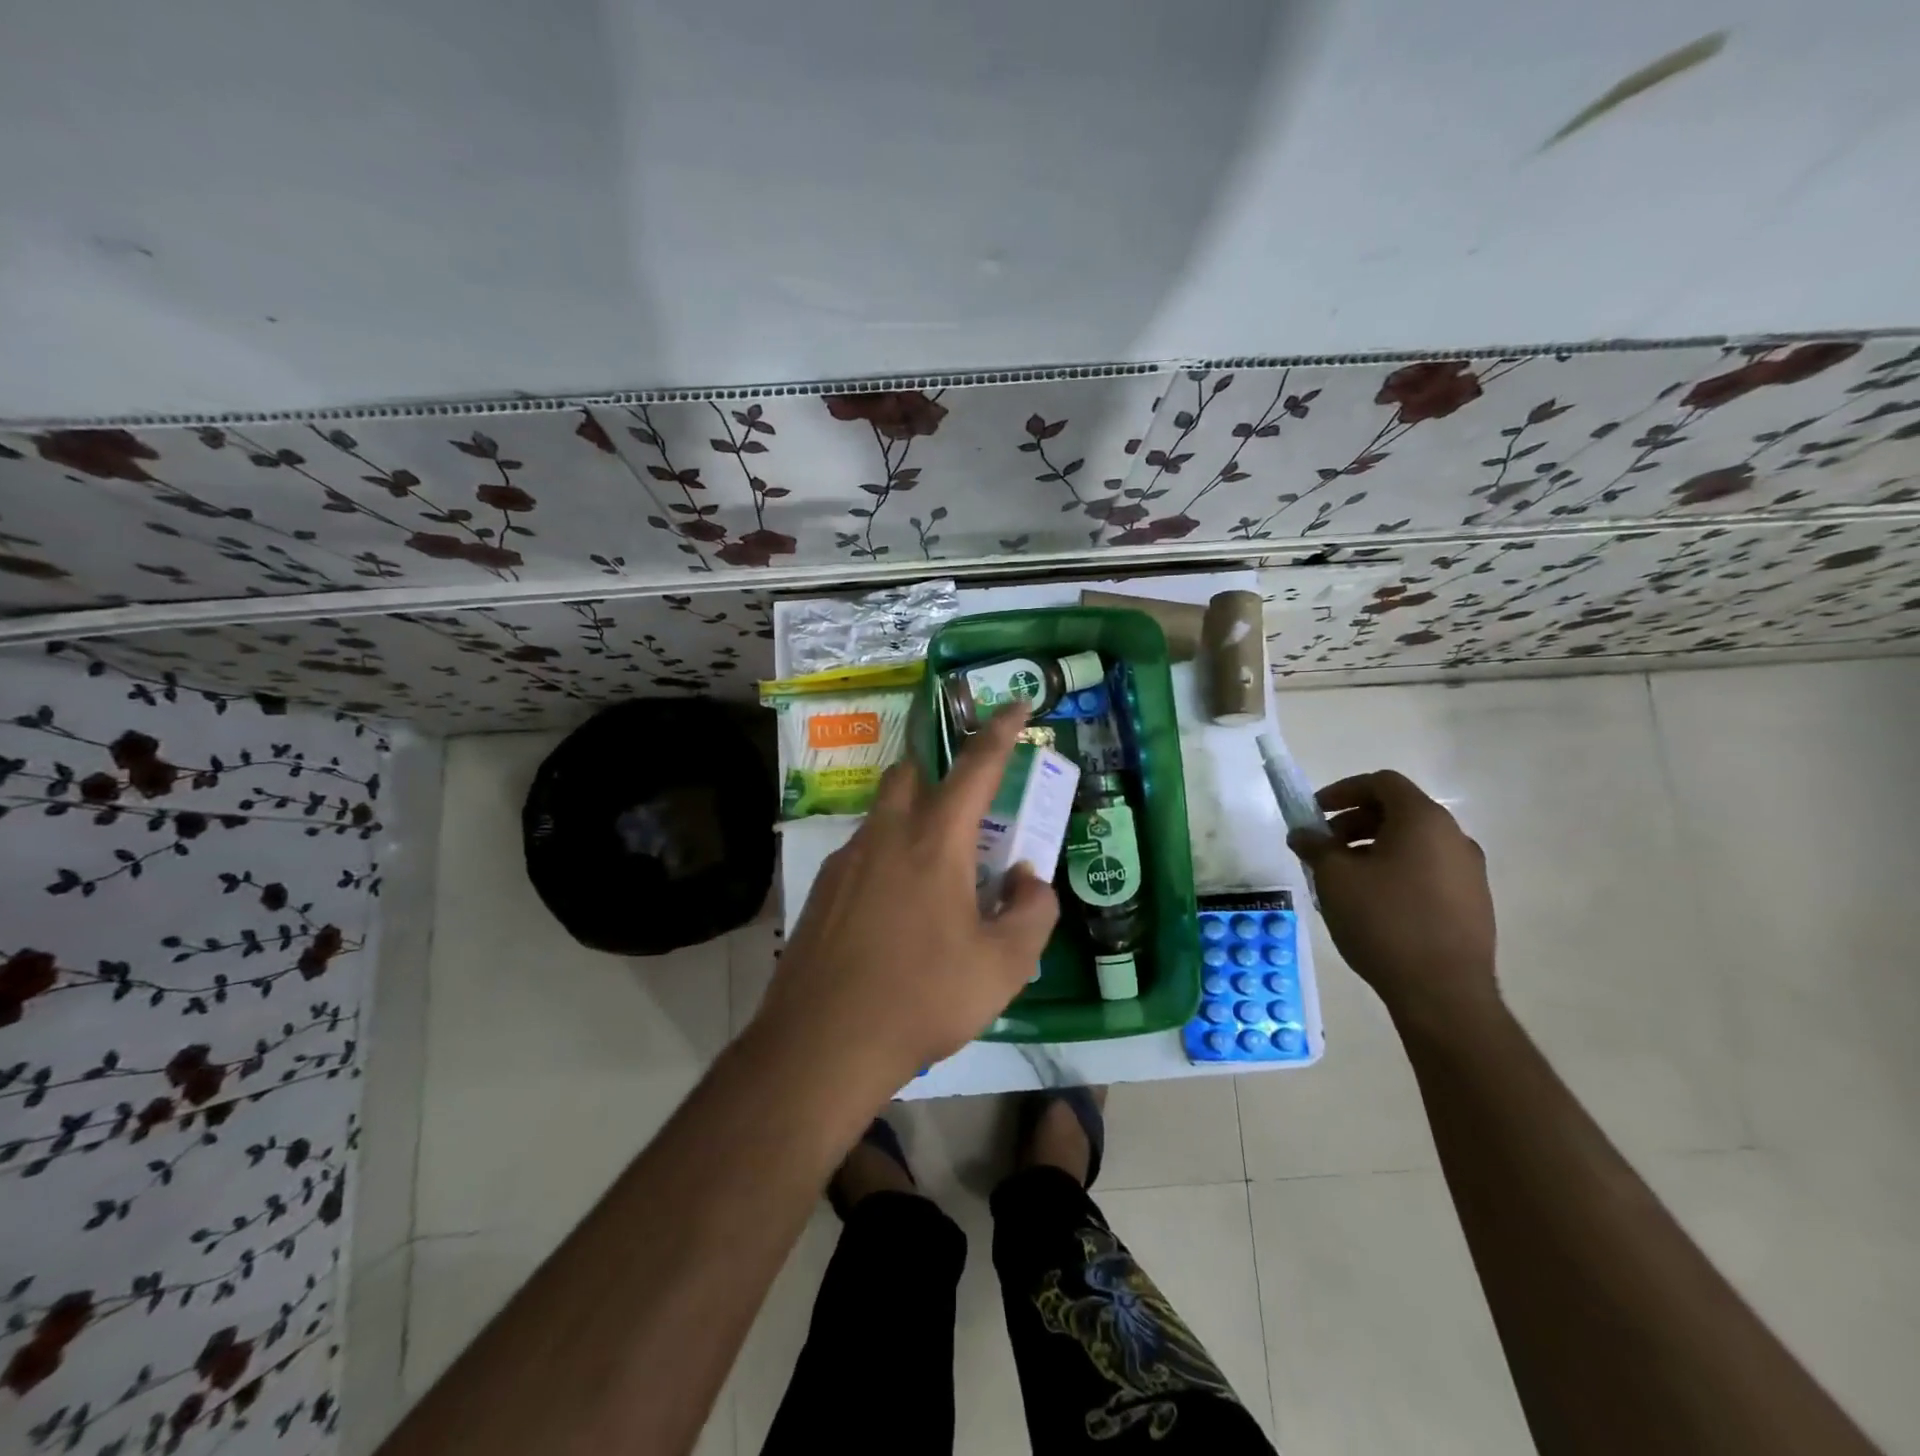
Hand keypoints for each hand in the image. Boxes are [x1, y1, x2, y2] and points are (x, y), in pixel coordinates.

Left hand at [754, 704, 1059, 1095]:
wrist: (822, 1043)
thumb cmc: (923, 998)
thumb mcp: (1004, 966)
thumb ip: (1033, 912)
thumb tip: (1027, 880)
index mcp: (935, 841)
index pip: (976, 766)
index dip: (1001, 729)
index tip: (1018, 701)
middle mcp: (886, 835)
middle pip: (911, 772)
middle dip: (941, 769)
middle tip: (968, 803)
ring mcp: (846, 860)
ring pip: (884, 813)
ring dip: (915, 819)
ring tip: (938, 874)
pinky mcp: (822, 889)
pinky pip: (863, 853)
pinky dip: (889, 858)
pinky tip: (897, 912)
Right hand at [1288, 770, 1498, 1031]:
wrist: (1443, 992)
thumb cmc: (1383, 920)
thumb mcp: (1334, 877)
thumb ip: (1315, 846)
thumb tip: (1303, 833)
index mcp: (1423, 821)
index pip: (1382, 783)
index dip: (1343, 790)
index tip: (1315, 812)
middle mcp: (1454, 837)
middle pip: (1398, 811)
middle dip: (1354, 822)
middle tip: (1324, 846)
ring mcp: (1469, 872)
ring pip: (1413, 843)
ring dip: (1373, 848)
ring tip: (1344, 879)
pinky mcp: (1473, 903)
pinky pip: (1427, 870)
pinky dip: (1395, 871)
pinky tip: (1373, 903)